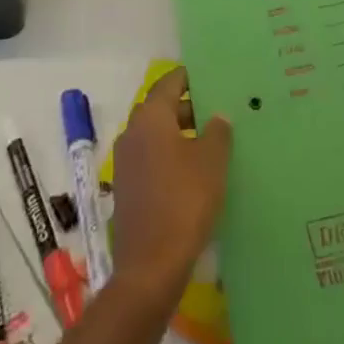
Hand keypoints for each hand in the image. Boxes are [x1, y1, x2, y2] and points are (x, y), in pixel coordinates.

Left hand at [110, 67, 232, 300]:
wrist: (150, 265)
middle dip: (187, 107)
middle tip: (217, 111)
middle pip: (160, 108)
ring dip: (179, 133)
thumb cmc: (184, 201)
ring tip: (211, 142)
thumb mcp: (211, 162)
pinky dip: (170, 156)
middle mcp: (132, 133)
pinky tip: (193, 172)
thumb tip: (217, 116)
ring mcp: (125, 162)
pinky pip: (150, 158)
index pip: (169, 83)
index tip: (210, 77)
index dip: (189, 77)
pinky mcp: (127, 188)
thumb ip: (218, 132)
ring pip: (155, 135)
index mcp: (150, 118)